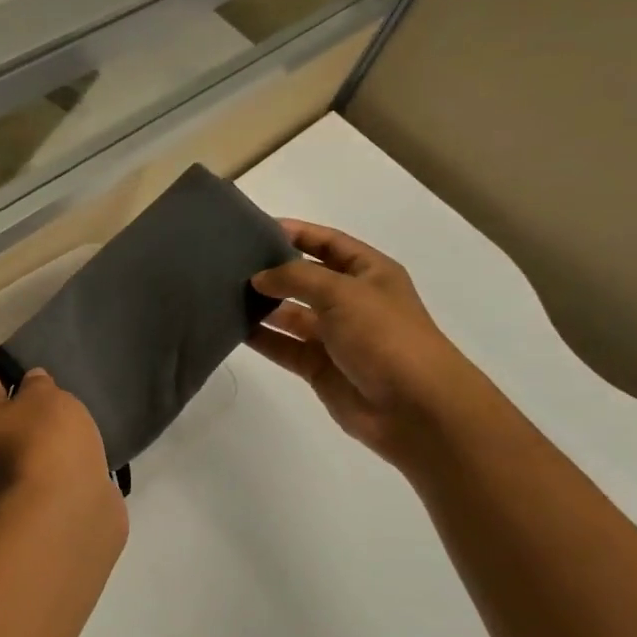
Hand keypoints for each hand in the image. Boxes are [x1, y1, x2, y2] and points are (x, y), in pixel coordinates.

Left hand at [0, 356, 125, 539]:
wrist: (67, 510)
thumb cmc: (47, 440)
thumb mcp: (46, 397)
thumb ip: (38, 384)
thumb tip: (30, 382)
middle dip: (3, 393)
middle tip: (25, 376)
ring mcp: (2, 472)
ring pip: (11, 436)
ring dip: (25, 422)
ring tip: (50, 404)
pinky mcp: (30, 491)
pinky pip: (34, 457)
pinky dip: (43, 445)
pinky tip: (63, 435)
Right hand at [249, 220, 473, 473]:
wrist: (414, 408)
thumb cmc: (385, 337)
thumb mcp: (342, 292)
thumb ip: (296, 277)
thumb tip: (258, 278)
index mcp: (369, 273)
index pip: (328, 243)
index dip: (296, 233)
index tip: (255, 228)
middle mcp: (351, 301)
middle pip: (305, 278)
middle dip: (272, 271)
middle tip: (229, 264)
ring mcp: (334, 336)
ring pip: (290, 314)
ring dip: (262, 306)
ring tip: (223, 294)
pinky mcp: (319, 368)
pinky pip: (284, 346)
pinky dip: (262, 338)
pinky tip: (232, 328)